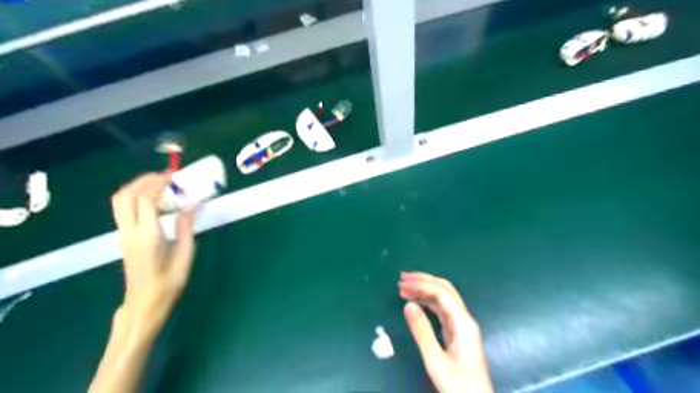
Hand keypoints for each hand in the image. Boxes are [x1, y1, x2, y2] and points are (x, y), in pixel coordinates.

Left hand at [110, 172, 196, 340]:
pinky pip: (123, 209)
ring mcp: (123, 234)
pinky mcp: (123, 237)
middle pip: (126, 195)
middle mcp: (129, 232)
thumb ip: (186, 228)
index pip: (146, 200)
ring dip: (137, 186)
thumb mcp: (185, 256)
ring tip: (160, 183)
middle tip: (167, 176)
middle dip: (145, 180)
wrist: (143, 304)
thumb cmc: (168, 283)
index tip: (175, 175)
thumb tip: (194, 205)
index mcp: (147, 236)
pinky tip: (153, 200)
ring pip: (120, 201)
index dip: (159, 183)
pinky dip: (135, 196)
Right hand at [399, 271, 491, 392]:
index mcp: (463, 323)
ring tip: (404, 288)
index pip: (442, 293)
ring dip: (425, 290)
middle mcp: (464, 319)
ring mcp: (462, 326)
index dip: (422, 284)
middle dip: (424, 280)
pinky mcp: (457, 333)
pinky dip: (427, 301)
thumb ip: (422, 332)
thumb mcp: (436, 361)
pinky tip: (416, 301)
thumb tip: (408, 304)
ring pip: (443, 298)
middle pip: (445, 290)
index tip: (402, 284)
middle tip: (402, 278)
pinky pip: (441, 309)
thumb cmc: (458, 386)